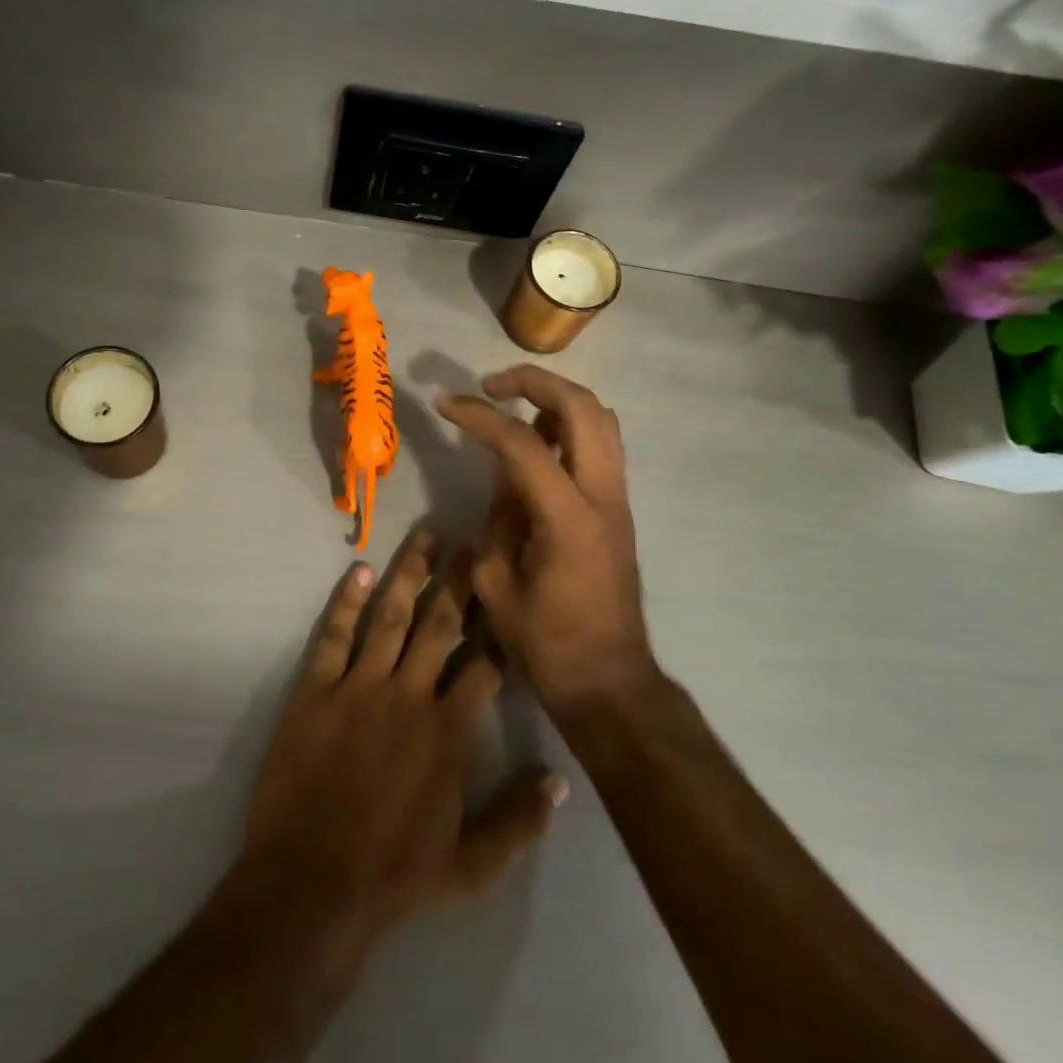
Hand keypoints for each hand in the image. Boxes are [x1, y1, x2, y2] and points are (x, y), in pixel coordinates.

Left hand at [237, 531, 565, 957]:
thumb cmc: (394, 876)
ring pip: (390, 617)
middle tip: (474, 541)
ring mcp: (358, 687)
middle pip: (440, 624)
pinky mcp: (316, 690)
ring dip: (410, 573)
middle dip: (461, 581)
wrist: (311, 884)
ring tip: (426, 535)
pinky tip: (359, 569)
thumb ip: (520, 822)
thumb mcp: (471, 868)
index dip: (499, 629)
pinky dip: (346, 601)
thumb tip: (561, 780)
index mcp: (448, 731)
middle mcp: (408, 695)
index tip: (510, 594)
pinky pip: (335, 635)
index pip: (485, 665)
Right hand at [436, 366, 652, 712]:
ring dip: (557, 399)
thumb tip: (503, 476)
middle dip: (533, 381)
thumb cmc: (546, 643)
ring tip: (514, 409)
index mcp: (568, 518)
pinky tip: (537, 445)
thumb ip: (497, 518)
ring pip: (601, 419)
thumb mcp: (495, 582)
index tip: (443, 402)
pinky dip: (570, 427)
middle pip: (582, 407)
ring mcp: (618, 500)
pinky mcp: (619, 508)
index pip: (522, 443)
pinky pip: (601, 445)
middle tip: (490, 385)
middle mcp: (603, 496)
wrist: (609, 681)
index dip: (478, 416)